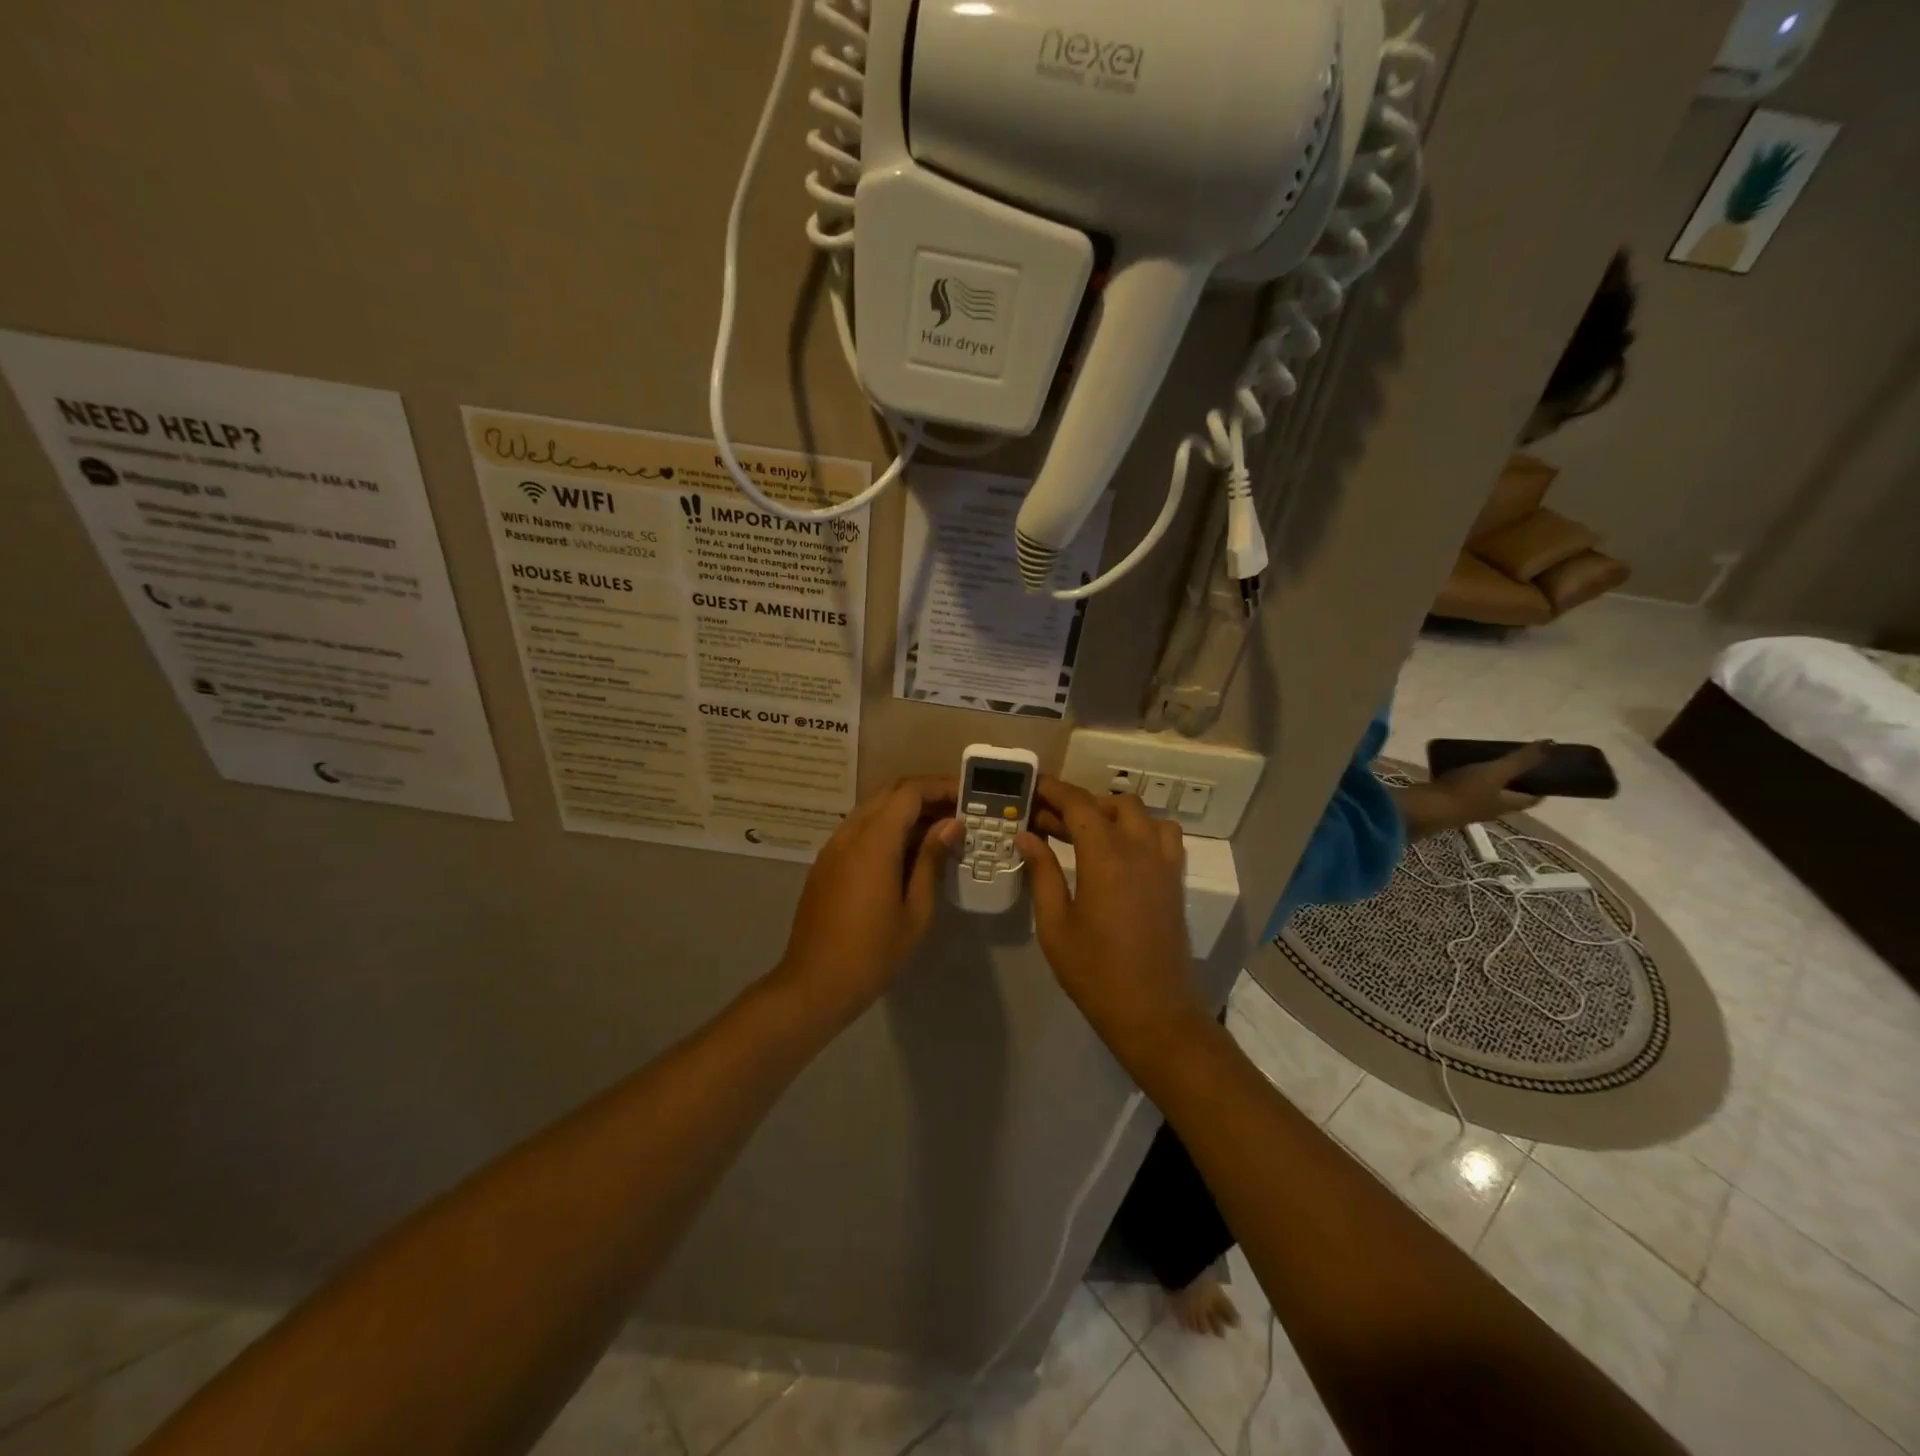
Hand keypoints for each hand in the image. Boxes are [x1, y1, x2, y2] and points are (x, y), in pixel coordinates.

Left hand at [774, 776, 960, 1022]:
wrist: (814, 984)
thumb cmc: (872, 953)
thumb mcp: (915, 911)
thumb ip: (932, 860)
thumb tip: (952, 825)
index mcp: (873, 842)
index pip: (909, 792)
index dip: (940, 786)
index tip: (968, 796)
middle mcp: (849, 833)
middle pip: (890, 792)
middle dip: (926, 794)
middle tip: (959, 810)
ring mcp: (833, 846)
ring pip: (874, 809)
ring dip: (906, 810)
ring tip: (940, 829)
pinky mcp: (827, 862)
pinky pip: (860, 828)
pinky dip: (887, 827)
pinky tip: (909, 850)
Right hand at [1019, 778, 1208, 1056]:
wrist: (1154, 1013)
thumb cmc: (1095, 971)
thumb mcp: (1054, 924)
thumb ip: (1042, 873)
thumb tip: (1027, 836)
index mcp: (1106, 855)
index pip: (1078, 804)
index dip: (1053, 790)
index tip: (1031, 787)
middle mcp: (1140, 849)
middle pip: (1112, 804)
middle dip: (1079, 803)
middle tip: (1048, 821)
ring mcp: (1164, 864)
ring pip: (1143, 815)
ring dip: (1114, 813)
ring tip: (1086, 833)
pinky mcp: (1175, 882)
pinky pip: (1164, 837)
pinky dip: (1141, 830)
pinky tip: (1120, 853)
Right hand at [1398, 741, 1548, 838]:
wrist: (1425, 809)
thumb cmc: (1464, 792)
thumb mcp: (1496, 772)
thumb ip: (1521, 760)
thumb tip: (1552, 743)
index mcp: (1507, 804)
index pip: (1531, 798)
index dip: (1540, 788)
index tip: (1544, 774)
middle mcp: (1490, 810)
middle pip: (1507, 798)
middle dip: (1512, 784)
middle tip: (1511, 764)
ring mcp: (1467, 809)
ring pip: (1484, 795)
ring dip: (1486, 783)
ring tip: (1482, 764)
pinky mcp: (1447, 805)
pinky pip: (1461, 792)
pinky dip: (1464, 782)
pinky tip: (1456, 771)